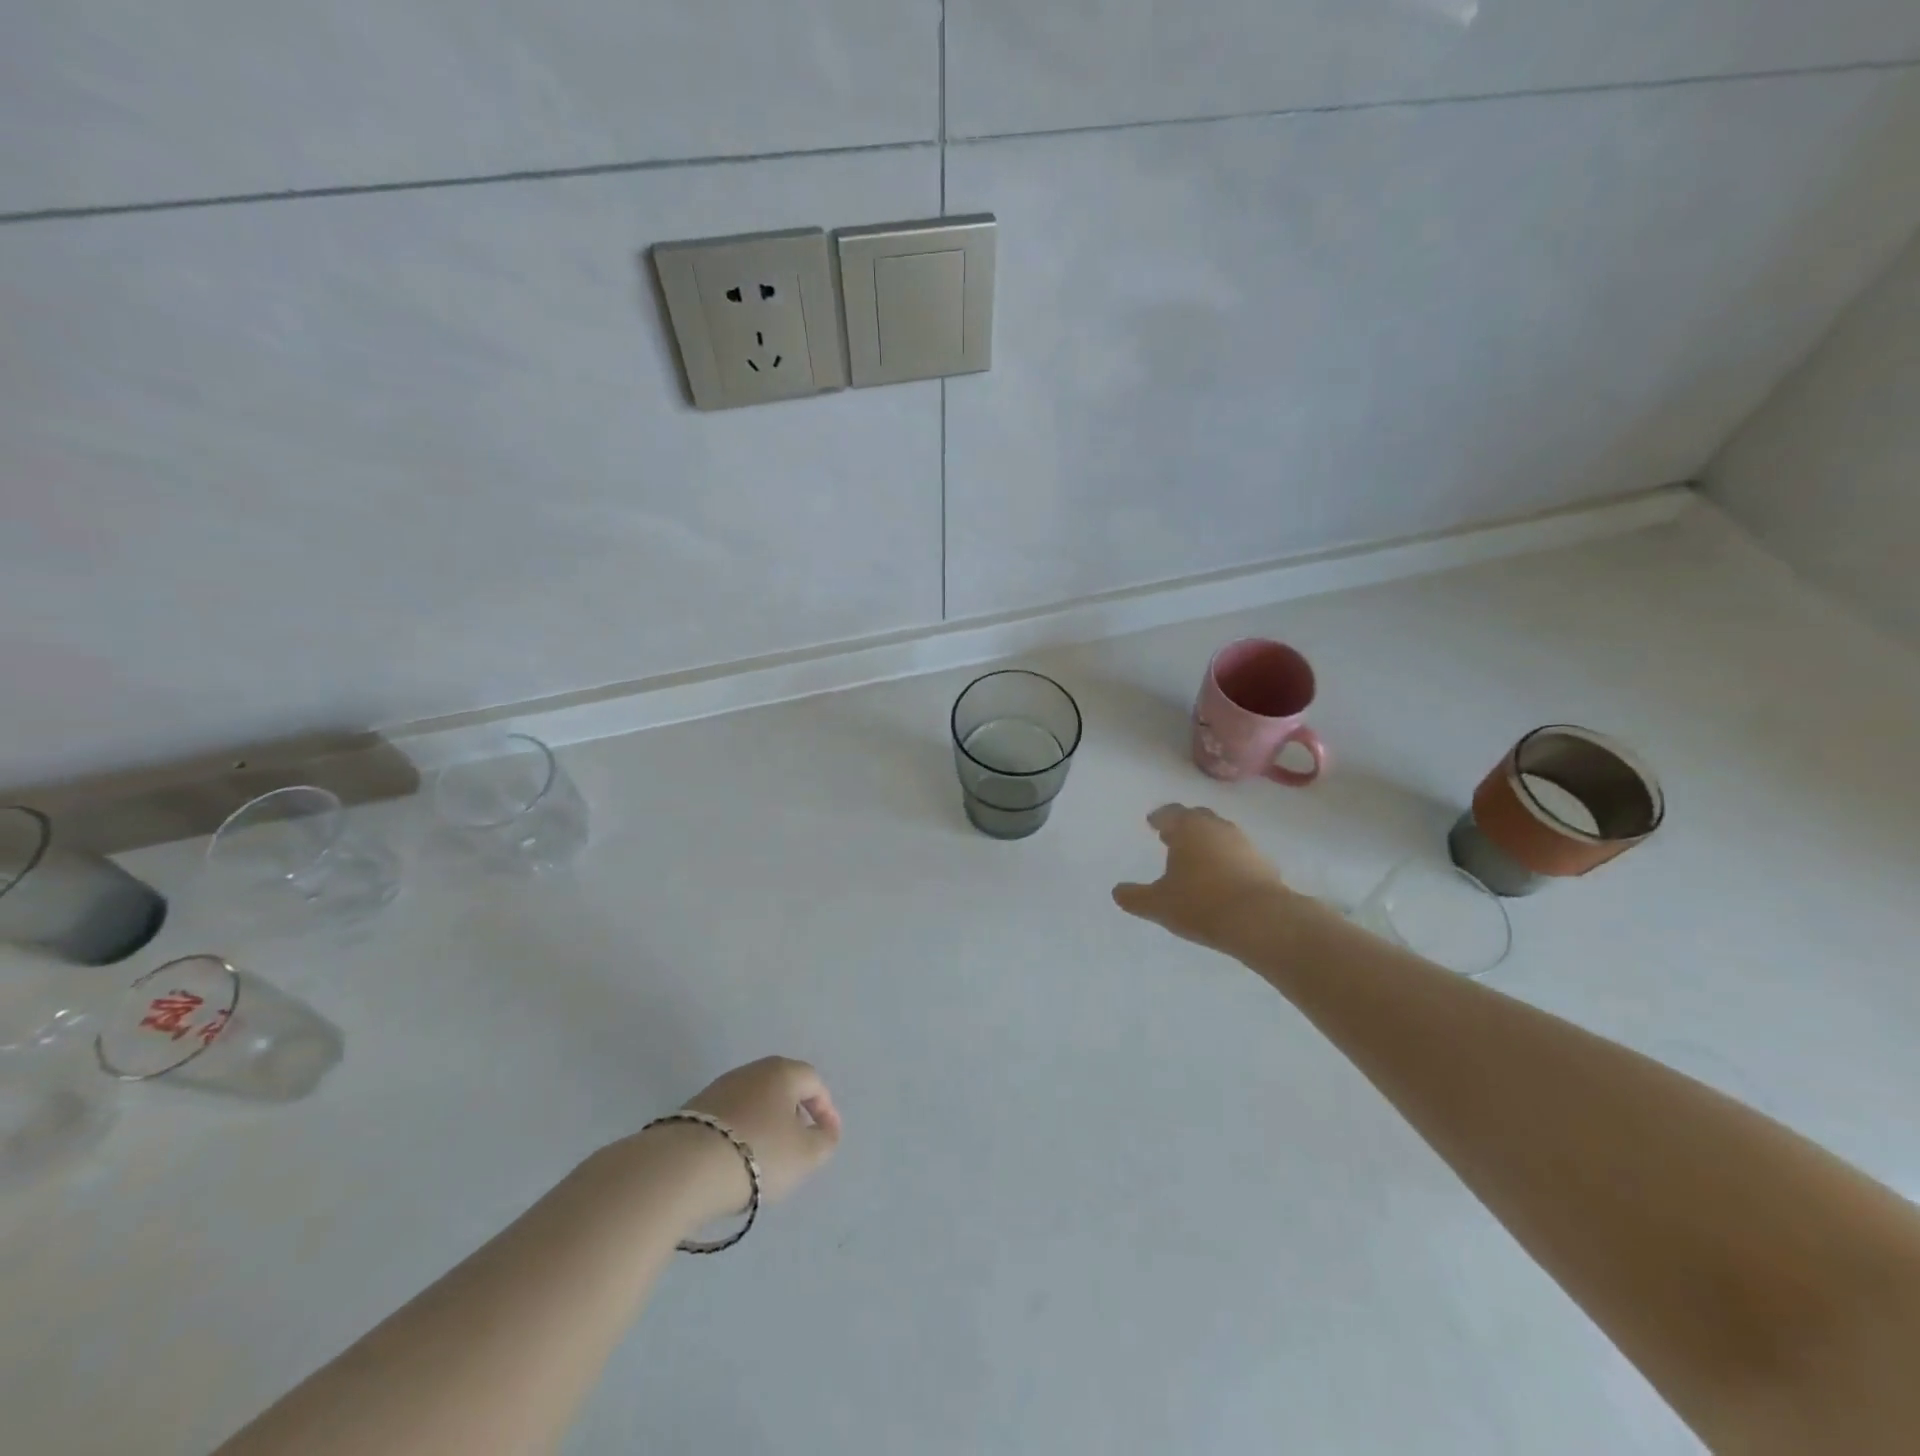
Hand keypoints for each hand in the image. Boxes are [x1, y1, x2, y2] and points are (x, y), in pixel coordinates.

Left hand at [668, 1057, 841, 1218]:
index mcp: (782, 1071)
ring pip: (753, 1102)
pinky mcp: (693, 1110)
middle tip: (799, 1144)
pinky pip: (728, 1118)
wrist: (685, 1167)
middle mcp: (751, 1071)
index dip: (825, 1108)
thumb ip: (825, 1141)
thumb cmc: (758, 1153)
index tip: (827, 1136)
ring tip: (766, 1158)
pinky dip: (739, 1134)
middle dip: (794, 1114)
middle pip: (782, 1087)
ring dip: (765, 1124)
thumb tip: (825, 1130)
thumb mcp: (805, 1155)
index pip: (813, 1081)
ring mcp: (718, 1088)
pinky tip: (735, 1161)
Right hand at [1112, 804, 1306, 955]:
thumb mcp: (1158, 904)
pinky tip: (1222, 879)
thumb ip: (1135, 897)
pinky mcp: (1264, 863)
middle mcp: (1217, 828)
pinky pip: (1239, 855)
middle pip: (1198, 818)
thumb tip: (1117, 892)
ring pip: (1220, 835)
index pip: (1170, 813)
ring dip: (1207, 843)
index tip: (1153, 823)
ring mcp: (1244, 843)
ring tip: (1196, 860)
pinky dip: (1227, 860)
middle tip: (1173, 838)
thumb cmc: (1200, 903)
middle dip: (1184, 826)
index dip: (1159, 818)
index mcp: (1188, 828)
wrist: (1261, 920)